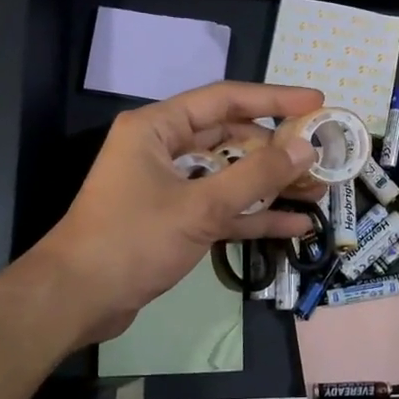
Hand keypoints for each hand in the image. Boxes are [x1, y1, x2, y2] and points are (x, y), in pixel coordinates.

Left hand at [25, 82, 324, 344]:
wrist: (76, 300)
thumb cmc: (132, 240)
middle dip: (277, 149)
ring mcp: (169, 186)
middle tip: (322, 154)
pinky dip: (253, 216)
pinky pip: (221, 208)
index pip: (225, 99)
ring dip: (271, 185)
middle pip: (231, 137)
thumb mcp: (200, 207)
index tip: (316, 102)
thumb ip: (256, 177)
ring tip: (318, 189)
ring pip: (230, 176)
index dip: (274, 99)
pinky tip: (294, 224)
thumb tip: (305, 150)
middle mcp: (163, 149)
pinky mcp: (174, 220)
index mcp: (158, 128)